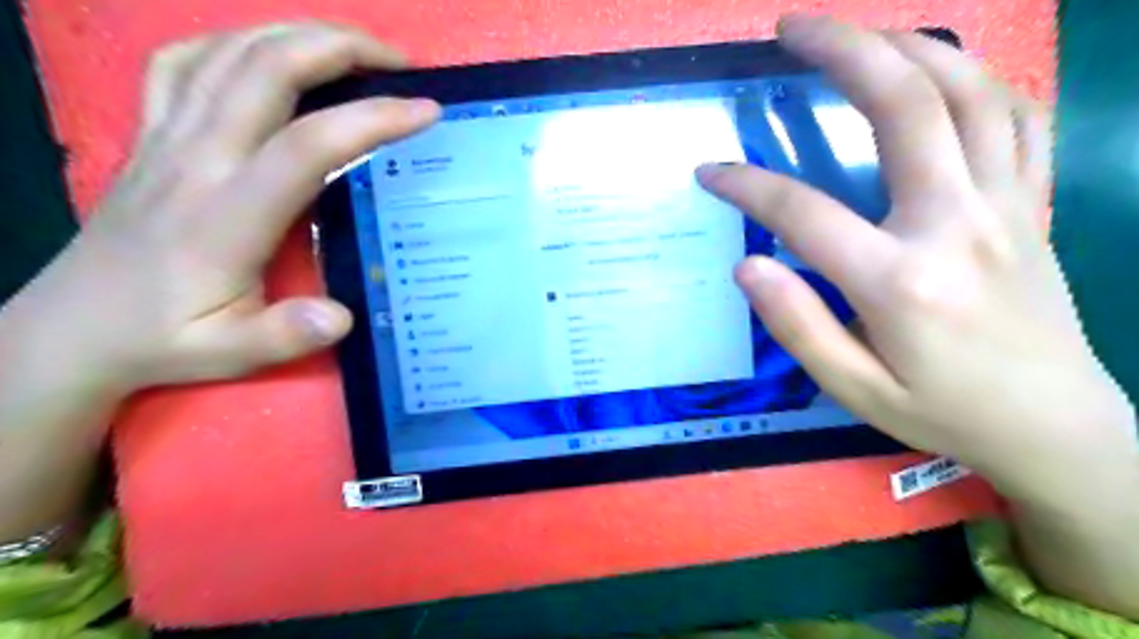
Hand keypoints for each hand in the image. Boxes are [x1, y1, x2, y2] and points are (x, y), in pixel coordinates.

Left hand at [41, 23, 437, 388]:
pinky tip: (267, 53)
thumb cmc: (165, 339)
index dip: (371, 120)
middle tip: (398, 62)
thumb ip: (286, 336)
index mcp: (226, 215)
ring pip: (228, 52)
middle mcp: (195, 159)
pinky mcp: (150, 134)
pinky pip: (184, 62)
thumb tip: (341, 317)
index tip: (425, 111)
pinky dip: (233, 42)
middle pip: (266, 70)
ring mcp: (166, 138)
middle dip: (340, 48)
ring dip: (297, 34)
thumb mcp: (230, 353)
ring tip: (353, 48)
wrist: (74, 328)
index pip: (306, 146)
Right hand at [699, 15, 1133, 508]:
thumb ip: (797, 325)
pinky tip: (942, 74)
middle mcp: (955, 224)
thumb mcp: (853, 388)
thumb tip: (747, 269)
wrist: (1053, 427)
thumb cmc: (942, 412)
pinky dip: (978, 80)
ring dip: (910, 48)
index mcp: (900, 280)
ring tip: (860, 34)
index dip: (746, 187)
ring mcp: (1004, 205)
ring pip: (969, 92)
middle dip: (842, 52)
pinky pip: (1018, 118)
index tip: (709, 173)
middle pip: (904, 107)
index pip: (802, 213)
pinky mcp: (1029, 204)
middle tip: (791, 27)